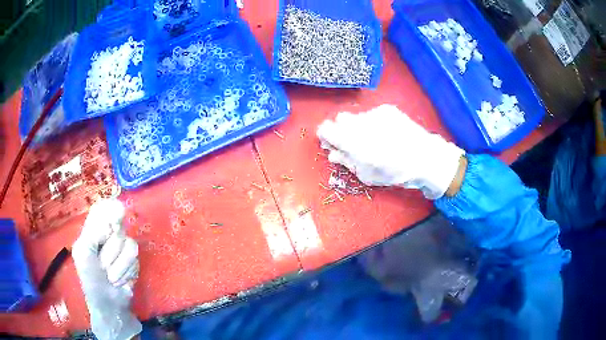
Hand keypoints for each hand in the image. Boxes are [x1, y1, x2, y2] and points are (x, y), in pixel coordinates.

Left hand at [72, 199, 141, 339]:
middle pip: (118, 226)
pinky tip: (120, 280)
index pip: (103, 209)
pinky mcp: (134, 262)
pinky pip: (136, 260)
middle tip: (101, 264)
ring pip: (129, 244)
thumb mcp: (83, 253)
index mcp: (93, 230)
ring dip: (118, 265)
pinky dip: (126, 272)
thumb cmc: (90, 279)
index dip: (111, 209)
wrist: (108, 305)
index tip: (116, 216)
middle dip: (110, 249)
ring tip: (110, 276)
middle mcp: (108, 236)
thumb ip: (94, 232)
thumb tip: (115, 219)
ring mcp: (122, 249)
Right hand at [317, 104, 464, 198]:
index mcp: (352, 141)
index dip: (326, 136)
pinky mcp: (387, 109)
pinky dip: (374, 122)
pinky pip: (372, 113)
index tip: (333, 143)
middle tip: (353, 142)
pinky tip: (387, 133)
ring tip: (375, 138)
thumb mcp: (366, 175)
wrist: (425, 158)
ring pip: (357, 116)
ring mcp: (374, 113)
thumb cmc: (394, 172)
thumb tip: (333, 153)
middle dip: (342, 130)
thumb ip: (346, 161)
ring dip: (359, 126)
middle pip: (340, 119)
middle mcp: (360, 122)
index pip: (325, 128)